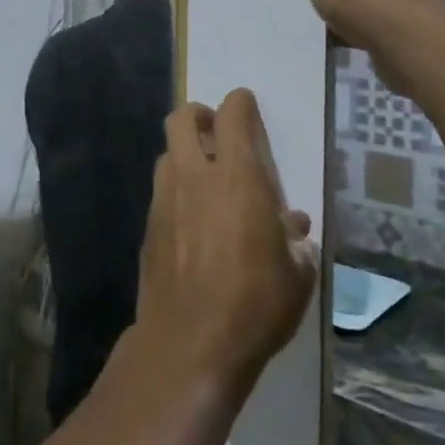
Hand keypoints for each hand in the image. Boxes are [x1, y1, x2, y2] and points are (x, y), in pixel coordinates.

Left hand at [134, 90, 318, 397]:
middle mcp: (195, 177)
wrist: (190, 341)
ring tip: (203, 175)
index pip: (232, 117)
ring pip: (167, 154)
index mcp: (237, 178)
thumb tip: (292, 225)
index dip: (239, 103)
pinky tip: (190, 218)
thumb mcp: (296, 275)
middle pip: (182, 119)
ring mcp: (165, 200)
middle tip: (214, 128)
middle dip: (198, 114)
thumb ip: (294, 241)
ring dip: (184, 153)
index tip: (244, 102)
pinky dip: (175, 189)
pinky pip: (161, 191)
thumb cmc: (255, 304)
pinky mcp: (148, 226)